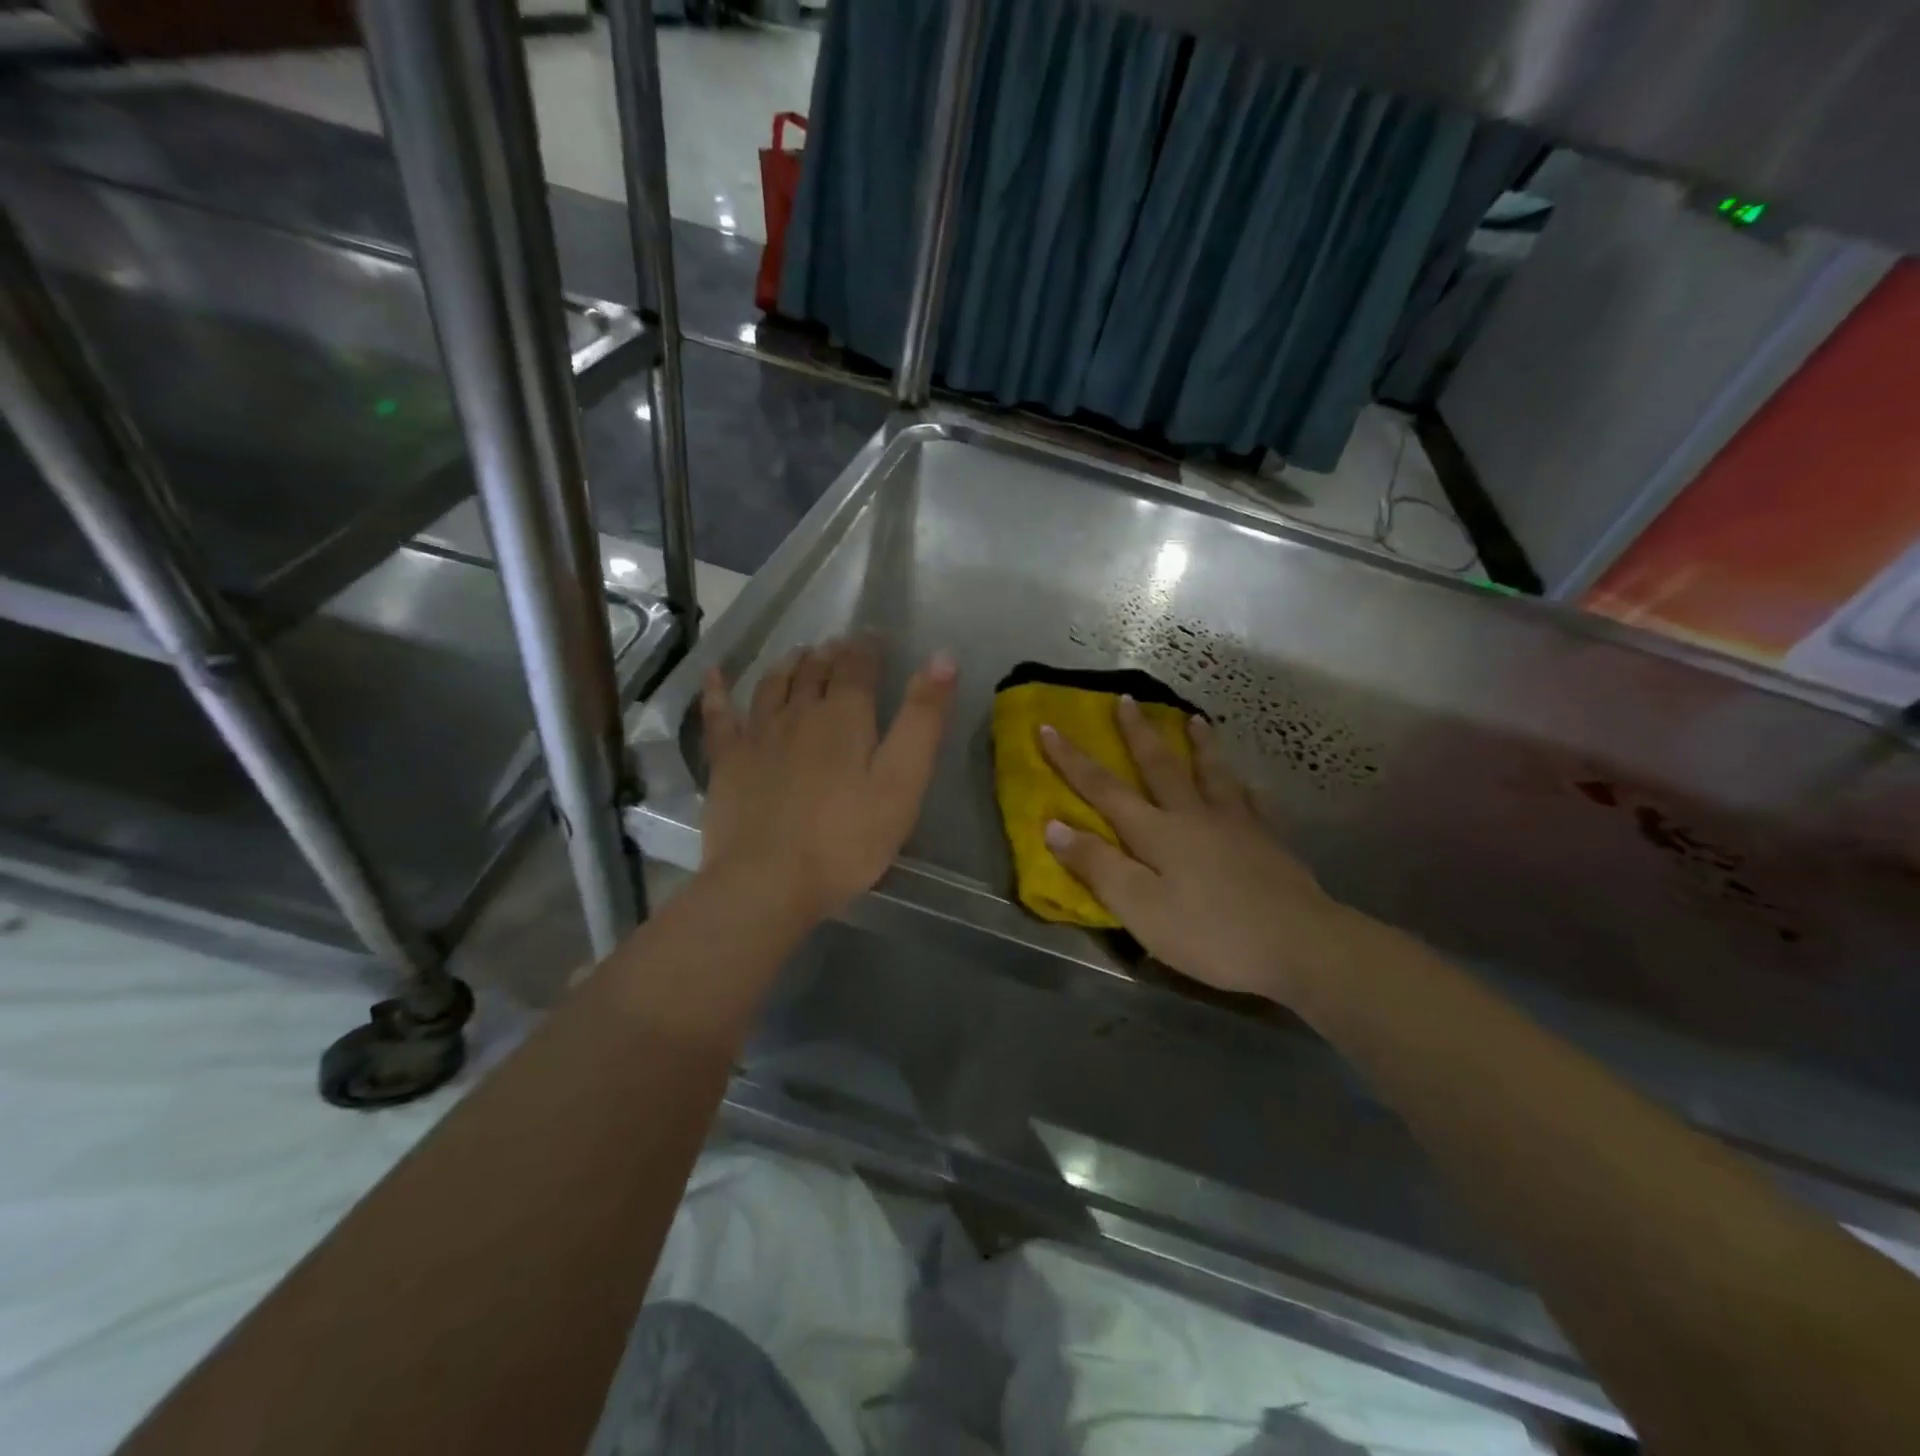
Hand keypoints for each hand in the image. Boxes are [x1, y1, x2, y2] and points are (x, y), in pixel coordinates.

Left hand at [700, 638, 956, 924]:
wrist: (767, 882)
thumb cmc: (846, 839)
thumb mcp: (903, 783)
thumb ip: (923, 720)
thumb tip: (942, 657)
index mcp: (844, 716)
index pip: (858, 667)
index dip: (868, 648)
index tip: (874, 636)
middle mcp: (798, 713)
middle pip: (815, 671)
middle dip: (831, 653)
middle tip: (840, 645)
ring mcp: (757, 734)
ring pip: (774, 685)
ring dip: (789, 664)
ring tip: (800, 654)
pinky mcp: (727, 761)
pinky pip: (719, 715)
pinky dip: (717, 690)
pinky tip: (714, 674)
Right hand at [1039, 699, 1357, 1003]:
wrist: (1300, 944)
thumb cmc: (1210, 933)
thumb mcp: (1140, 908)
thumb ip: (1097, 866)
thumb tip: (1054, 826)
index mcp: (1156, 832)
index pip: (1103, 788)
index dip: (1072, 759)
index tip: (1048, 727)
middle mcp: (1193, 816)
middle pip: (1160, 766)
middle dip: (1138, 733)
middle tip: (1126, 700)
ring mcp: (1237, 825)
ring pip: (1213, 774)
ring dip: (1199, 745)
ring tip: (1194, 719)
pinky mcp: (1270, 843)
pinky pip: (1255, 805)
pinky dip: (1248, 790)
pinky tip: (1252, 785)